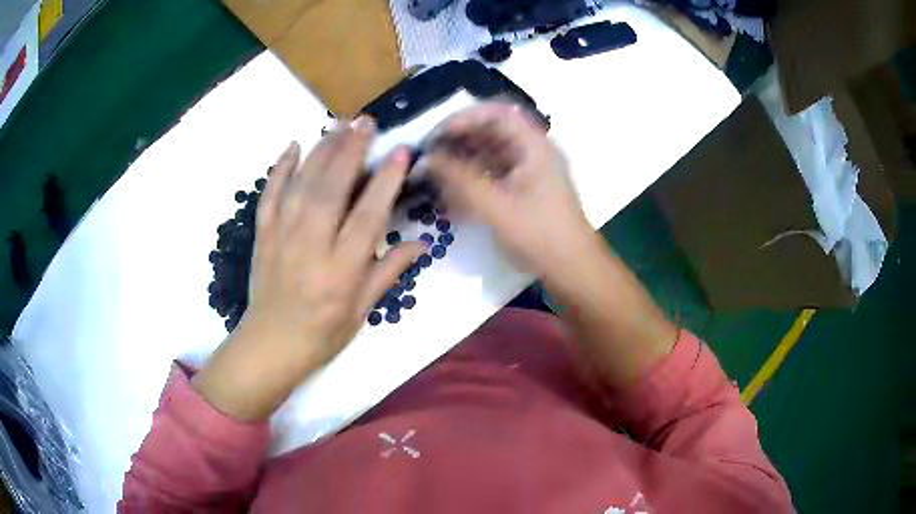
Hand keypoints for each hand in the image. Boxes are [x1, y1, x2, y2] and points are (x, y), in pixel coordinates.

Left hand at [193, 118, 425, 420]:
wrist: (271, 345)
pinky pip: (269, 195)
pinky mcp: (262, 234)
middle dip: (350, 150)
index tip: (401, 152)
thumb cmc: (323, 333)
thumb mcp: (362, 310)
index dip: (386, 182)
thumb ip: (389, 271)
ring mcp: (281, 237)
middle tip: (366, 122)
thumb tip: (422, 243)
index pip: (368, 216)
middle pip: (331, 189)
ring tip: (339, 125)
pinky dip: (280, 168)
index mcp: (341, 270)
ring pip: (301, 184)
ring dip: (321, 150)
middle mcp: (311, 246)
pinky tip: (292, 146)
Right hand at [425, 102, 595, 278]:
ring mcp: (529, 171)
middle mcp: (532, 152)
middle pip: (491, 132)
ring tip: (435, 173)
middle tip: (429, 155)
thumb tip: (427, 159)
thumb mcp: (495, 206)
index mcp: (533, 145)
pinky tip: (452, 191)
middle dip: (458, 140)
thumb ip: (459, 179)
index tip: (436, 136)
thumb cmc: (539, 234)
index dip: (463, 119)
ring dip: (462, 160)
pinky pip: (493, 173)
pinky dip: (472, 178)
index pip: (495, 114)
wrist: (571, 268)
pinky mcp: (524, 190)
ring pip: (490, 153)